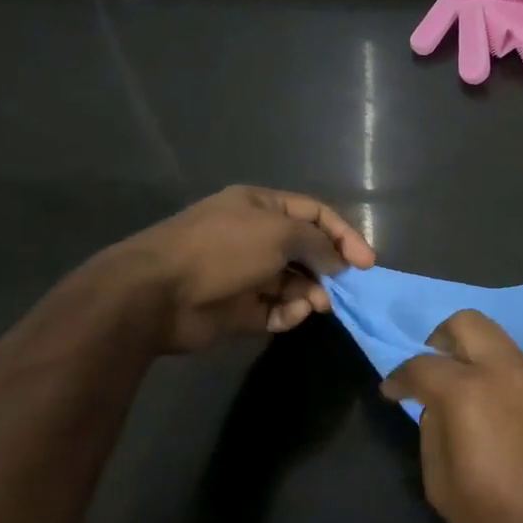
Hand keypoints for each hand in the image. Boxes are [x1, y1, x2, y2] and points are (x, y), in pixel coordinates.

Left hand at [107, 186, 375, 350]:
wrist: (156, 294)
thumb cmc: (222, 249)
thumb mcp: (279, 233)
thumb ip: (317, 243)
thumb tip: (338, 262)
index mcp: (261, 207)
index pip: (315, 214)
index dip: (344, 234)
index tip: (367, 262)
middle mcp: (255, 237)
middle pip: (307, 251)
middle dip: (329, 268)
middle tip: (346, 287)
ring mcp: (246, 274)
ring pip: (294, 283)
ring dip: (311, 293)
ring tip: (318, 305)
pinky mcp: (238, 310)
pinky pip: (276, 310)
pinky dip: (288, 313)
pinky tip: (291, 316)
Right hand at [382, 310, 522, 522]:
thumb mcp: (448, 495)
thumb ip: (433, 440)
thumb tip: (437, 412)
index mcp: (471, 393)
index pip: (423, 365)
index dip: (400, 376)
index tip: (392, 390)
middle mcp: (509, 370)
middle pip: (468, 323)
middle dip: (442, 338)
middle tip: (433, 370)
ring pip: (502, 347)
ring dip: (480, 363)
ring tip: (476, 410)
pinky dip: (509, 384)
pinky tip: (513, 426)